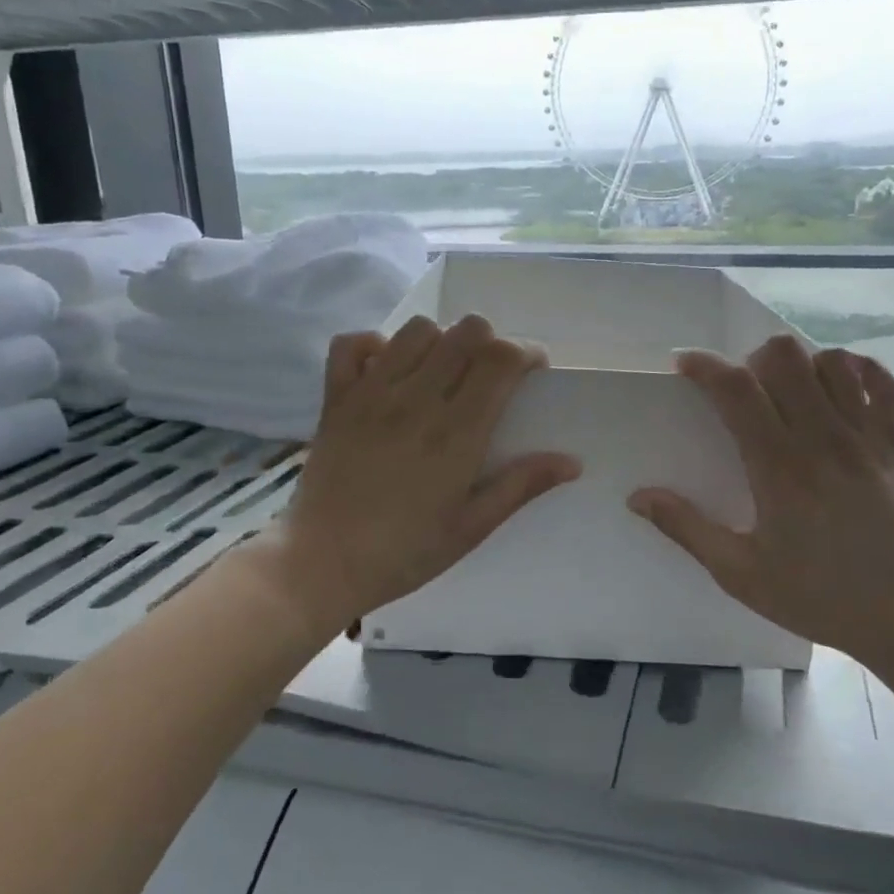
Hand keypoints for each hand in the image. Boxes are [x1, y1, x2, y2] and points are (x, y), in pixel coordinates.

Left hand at [263, 314, 580, 637]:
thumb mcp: (472, 527)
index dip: (527, 352)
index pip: (501, 358)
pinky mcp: (336, 398)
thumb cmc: (405, 552)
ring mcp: (372, 393)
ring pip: (418, 329)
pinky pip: (352, 343)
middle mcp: (417, 399)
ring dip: (441, 341)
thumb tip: (572, 461)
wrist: (321, 564)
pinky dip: (375, 345)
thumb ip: (521, 486)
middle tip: (490, 376)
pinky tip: (388, 371)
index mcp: (457, 432)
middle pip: (467, 331)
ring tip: (442, 372)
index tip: (533, 371)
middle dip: (490, 342)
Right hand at [628, 337, 893, 665]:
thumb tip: (638, 497)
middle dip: (751, 360)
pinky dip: (858, 372)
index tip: (684, 365)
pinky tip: (839, 388)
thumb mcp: (740, 573)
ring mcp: (864, 437)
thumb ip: (687, 528)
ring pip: (831, 361)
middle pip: (785, 356)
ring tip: (785, 392)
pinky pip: (883, 384)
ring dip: (800, 365)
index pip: (737, 389)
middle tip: (741, 391)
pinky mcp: (893, 446)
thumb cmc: (817, 596)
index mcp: (779, 466)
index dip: (705, 366)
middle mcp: (822, 438)